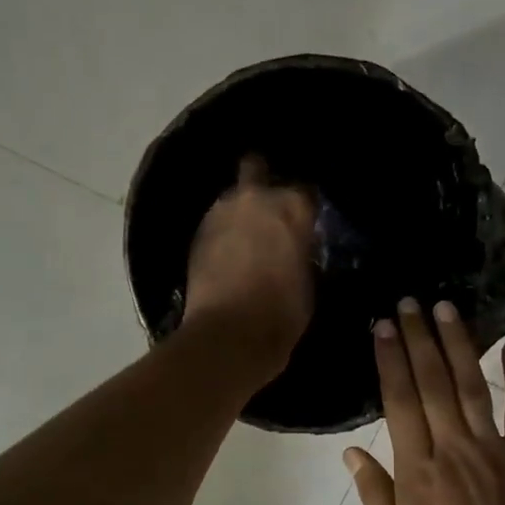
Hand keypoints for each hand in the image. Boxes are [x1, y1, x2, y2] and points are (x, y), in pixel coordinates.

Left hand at [184, 155, 316, 378]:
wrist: (228, 335)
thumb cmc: (282, 312)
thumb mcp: (308, 281)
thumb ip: (302, 252)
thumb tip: (296, 248)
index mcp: (292, 207)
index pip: (305, 192)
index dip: (306, 208)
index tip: (306, 223)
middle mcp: (254, 198)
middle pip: (257, 169)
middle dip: (263, 182)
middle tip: (271, 210)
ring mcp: (220, 212)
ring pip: (233, 197)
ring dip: (241, 209)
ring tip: (248, 234)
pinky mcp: (197, 234)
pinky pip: (216, 222)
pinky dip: (224, 231)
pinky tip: (230, 251)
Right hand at [344, 299, 504, 504]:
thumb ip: (376, 494)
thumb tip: (351, 452)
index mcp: (417, 470)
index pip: (399, 401)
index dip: (390, 359)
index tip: (384, 326)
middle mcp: (452, 448)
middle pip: (432, 383)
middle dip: (418, 338)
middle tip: (409, 302)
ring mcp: (493, 449)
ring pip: (471, 385)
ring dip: (458, 344)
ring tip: (445, 309)